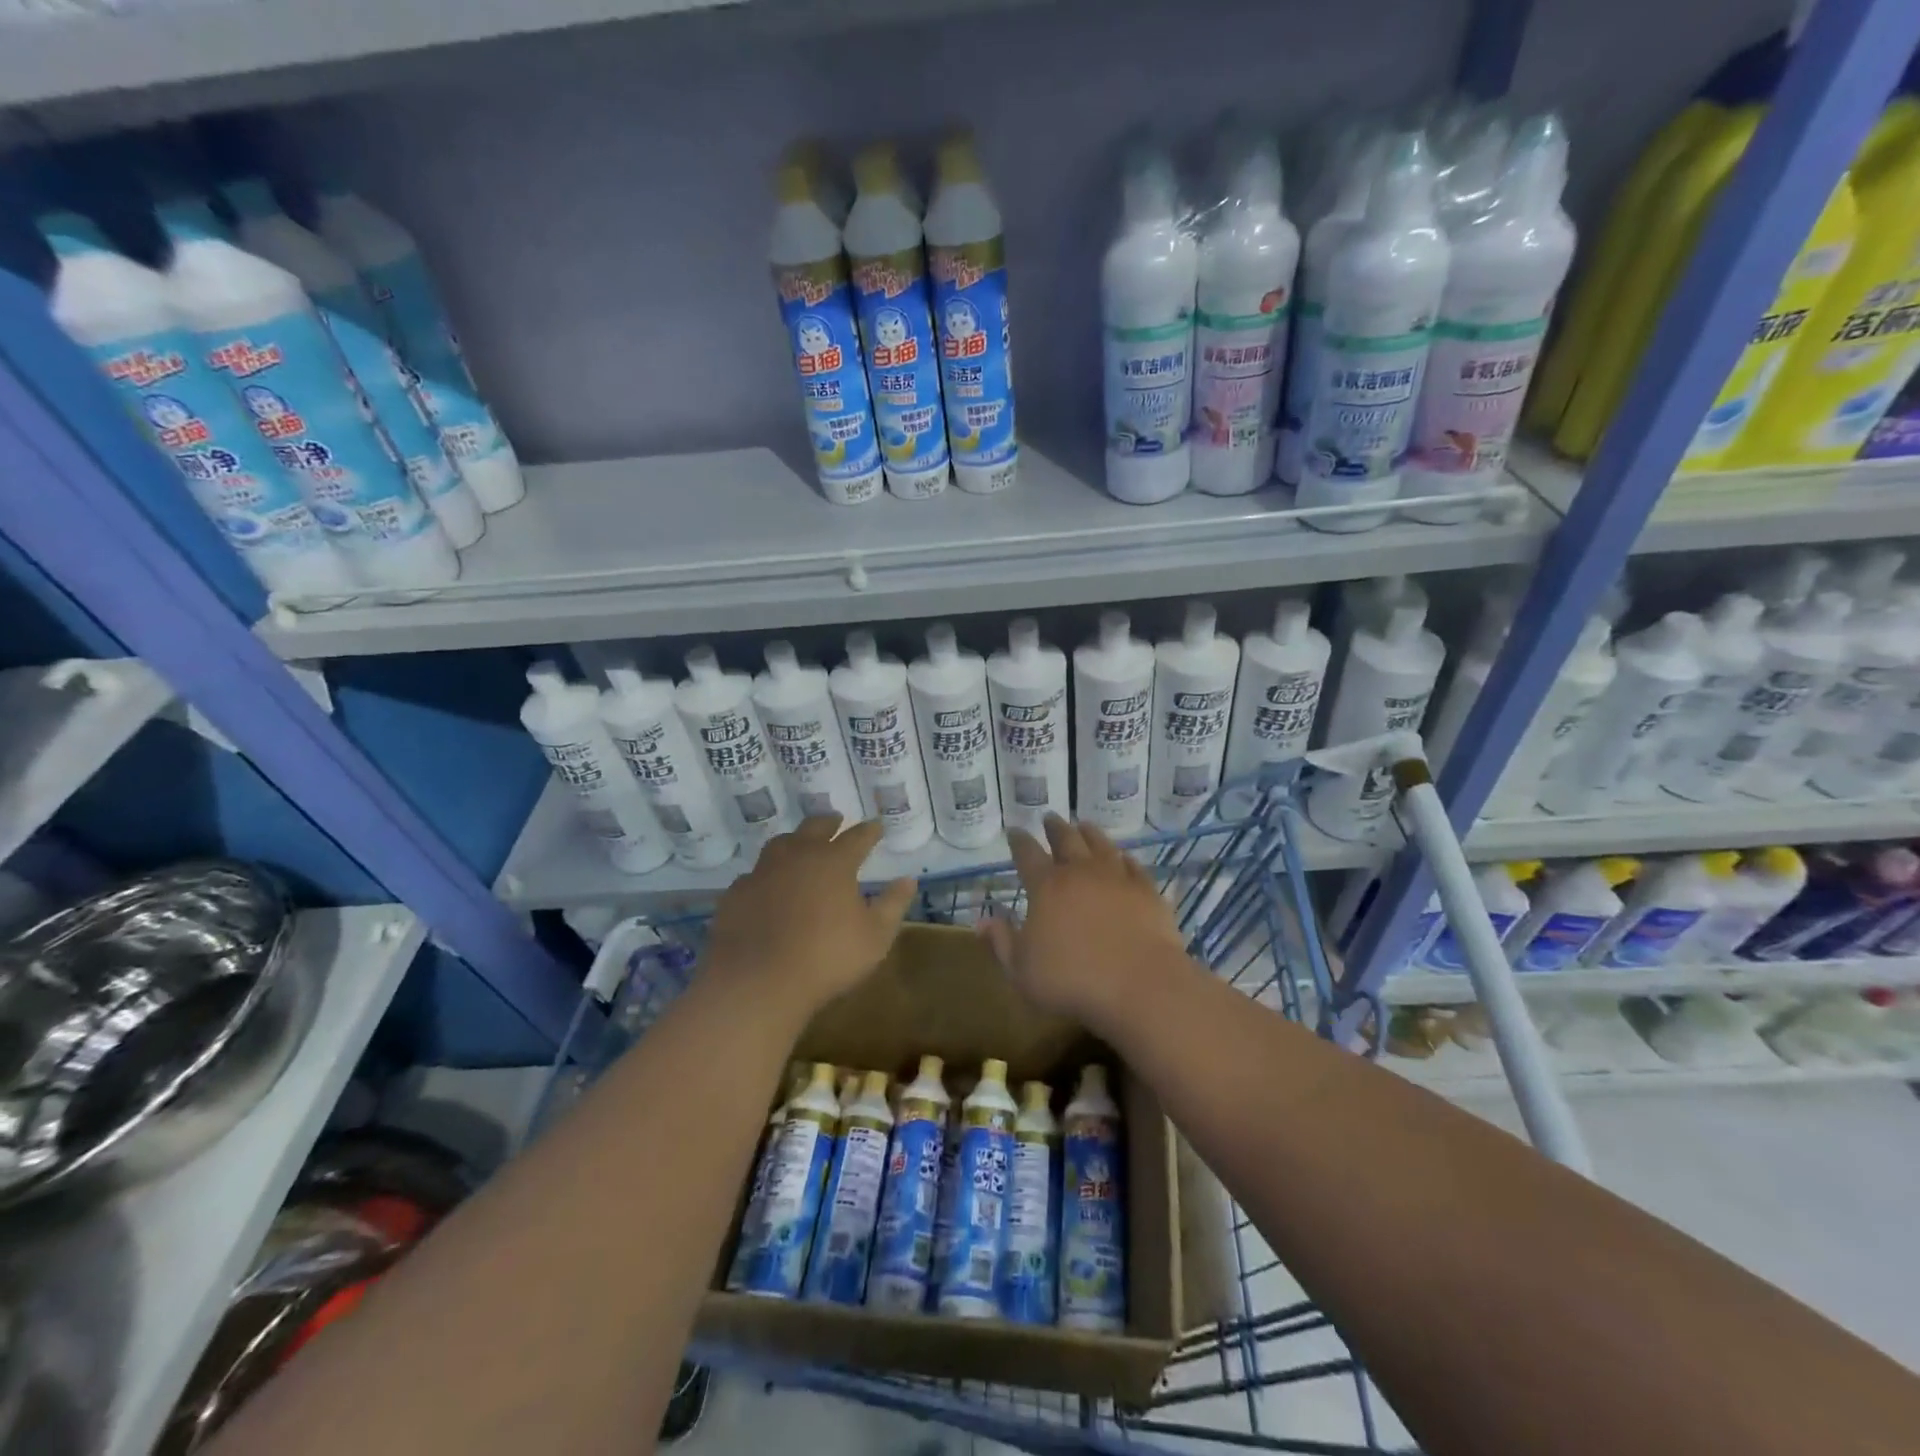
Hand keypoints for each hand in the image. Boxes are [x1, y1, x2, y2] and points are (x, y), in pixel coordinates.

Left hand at [702, 816, 915, 1019]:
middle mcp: (797, 856)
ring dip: (794, 840)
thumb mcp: (875, 936)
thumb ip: (893, 904)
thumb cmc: (826, 958)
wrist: (757, 982)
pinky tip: (767, 885)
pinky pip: (754, 875)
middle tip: (836, 820)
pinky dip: (766, 874)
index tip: (877, 826)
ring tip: (800, 844)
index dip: (869, 831)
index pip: (857, 837)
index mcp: (834, 862)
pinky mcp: (736, 893)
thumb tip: (908, 880)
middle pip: (814, 828)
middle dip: (829, 822)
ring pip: (780, 844)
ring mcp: (762, 872)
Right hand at [979, 816, 1187, 1026]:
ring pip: (1101, 845)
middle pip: (1066, 840)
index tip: (1014, 830)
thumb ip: (1002, 942)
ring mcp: (1117, 879)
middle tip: (1050, 817)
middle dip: (1055, 828)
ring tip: (1083, 825)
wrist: (1140, 986)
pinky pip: (1134, 866)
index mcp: (1046, 887)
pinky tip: (1124, 857)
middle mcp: (1081, 873)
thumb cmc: (1072, 981)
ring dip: (1089, 833)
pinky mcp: (1147, 892)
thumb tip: (982, 921)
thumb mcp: (1022, 970)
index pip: (1027, 854)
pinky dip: (1125, 858)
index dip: (1019, 841)